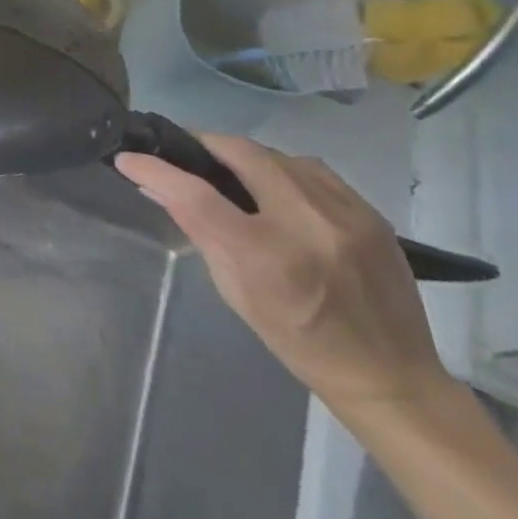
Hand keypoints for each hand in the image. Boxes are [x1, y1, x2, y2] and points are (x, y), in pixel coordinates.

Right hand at [115, 135, 451, 415]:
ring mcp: (346, 215)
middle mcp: (307, 225)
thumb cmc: (296, 341)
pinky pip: (314, 170)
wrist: (389, 374)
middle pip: (243, 154)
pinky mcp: (371, 213)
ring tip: (229, 169)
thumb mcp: (235, 291)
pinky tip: (276, 186)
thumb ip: (200, 233)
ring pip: (280, 155)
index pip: (196, 196)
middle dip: (204, 144)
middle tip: (183, 151)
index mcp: (266, 256)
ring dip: (245, 156)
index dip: (156, 170)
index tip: (128, 158)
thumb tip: (159, 189)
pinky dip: (283, 169)